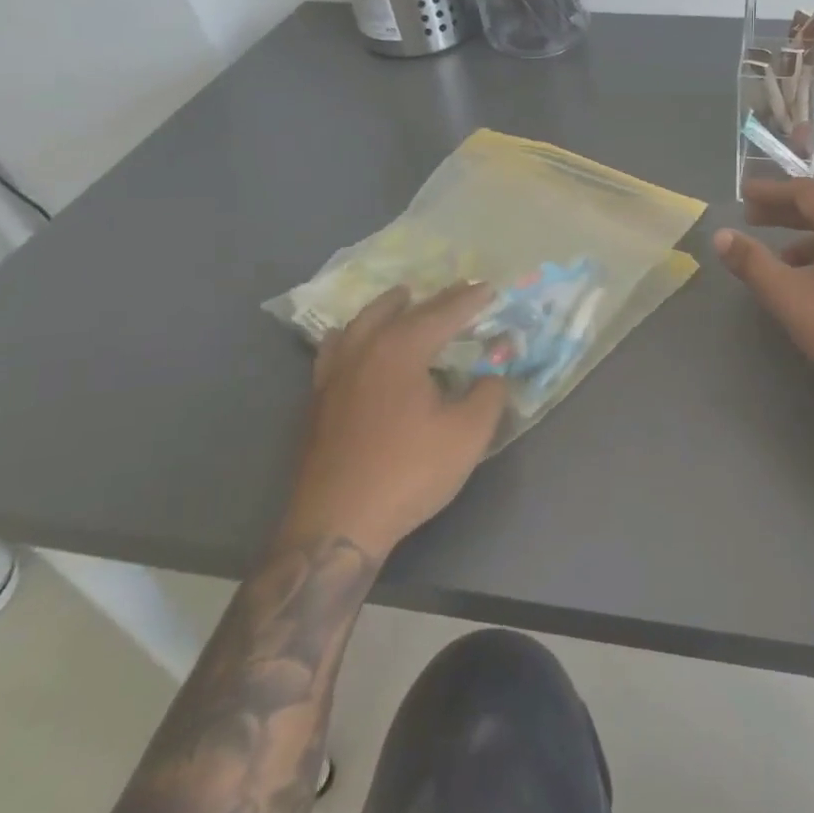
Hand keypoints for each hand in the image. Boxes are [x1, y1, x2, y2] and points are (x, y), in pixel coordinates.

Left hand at [277, 283, 507, 561]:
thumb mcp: (468, 434)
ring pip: (359, 324)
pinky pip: (336, 349)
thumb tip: (495, 372)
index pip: (442, 314)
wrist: (337, 525)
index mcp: (401, 350)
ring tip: (401, 300)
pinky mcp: (317, 401)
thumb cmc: (408, 472)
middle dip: (431, 299)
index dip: (469, 300)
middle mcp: (363, 351)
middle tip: (455, 290)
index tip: (488, 287)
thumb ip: (489, 394)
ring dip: (385, 309)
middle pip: (399, 311)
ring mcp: (333, 375)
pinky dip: (354, 335)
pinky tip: (356, 345)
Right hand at [714, 179, 813, 404]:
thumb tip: (721, 237)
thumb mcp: (791, 296)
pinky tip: (813, 281)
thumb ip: (753, 263)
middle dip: (785, 212)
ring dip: (805, 237)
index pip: (805, 191)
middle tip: (752, 218)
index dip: (771, 191)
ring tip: (778, 258)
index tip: (744, 194)